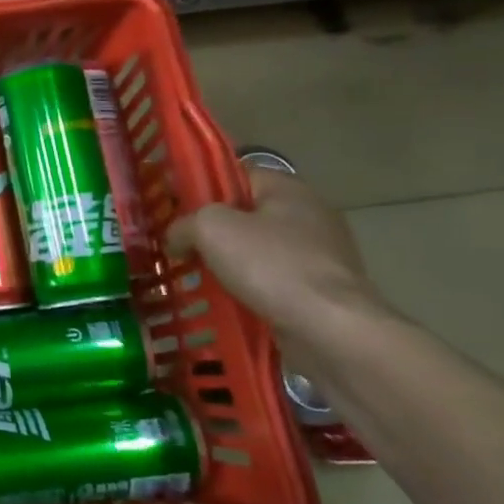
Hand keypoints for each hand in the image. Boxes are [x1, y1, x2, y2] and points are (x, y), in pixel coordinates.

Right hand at [167, 169, 382, 339]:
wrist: (330, 329)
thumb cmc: (271, 265)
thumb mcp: (210, 228)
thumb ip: (184, 224)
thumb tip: (176, 238)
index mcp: (288, 189)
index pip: (237, 174)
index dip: (203, 186)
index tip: (173, 206)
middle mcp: (310, 215)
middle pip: (246, 213)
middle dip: (212, 230)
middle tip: (178, 244)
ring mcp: (320, 255)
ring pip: (258, 250)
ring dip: (228, 263)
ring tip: (195, 277)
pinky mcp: (322, 290)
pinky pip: (273, 281)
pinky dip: (249, 289)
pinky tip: (225, 301)